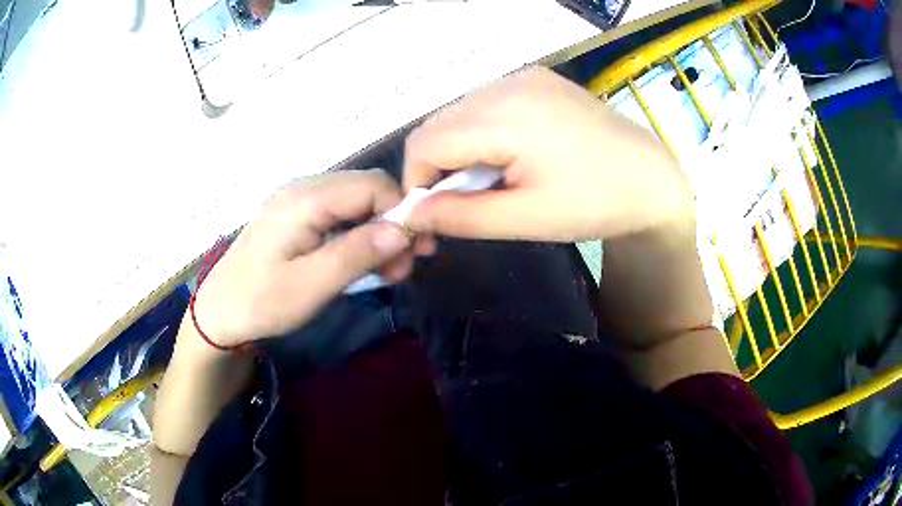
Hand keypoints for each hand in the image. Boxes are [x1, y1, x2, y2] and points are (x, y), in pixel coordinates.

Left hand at [190, 170, 434, 347]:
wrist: (220, 312)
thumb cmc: (262, 301)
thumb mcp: (312, 285)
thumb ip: (358, 253)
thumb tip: (405, 229)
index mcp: (306, 199)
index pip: (373, 185)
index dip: (402, 212)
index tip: (416, 251)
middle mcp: (304, 188)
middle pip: (367, 190)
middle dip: (393, 224)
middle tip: (404, 267)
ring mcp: (298, 200)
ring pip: (356, 202)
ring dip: (378, 232)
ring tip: (388, 270)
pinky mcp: (296, 216)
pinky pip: (339, 214)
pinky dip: (359, 235)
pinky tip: (363, 261)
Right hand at [403, 66, 693, 241]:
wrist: (651, 179)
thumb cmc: (596, 204)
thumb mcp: (526, 219)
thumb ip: (461, 216)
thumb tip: (412, 213)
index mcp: (506, 116)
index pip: (425, 142)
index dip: (417, 181)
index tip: (435, 214)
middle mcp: (509, 84)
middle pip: (439, 124)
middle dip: (437, 165)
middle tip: (465, 201)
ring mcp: (525, 76)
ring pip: (460, 112)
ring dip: (459, 147)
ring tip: (493, 179)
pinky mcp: (537, 79)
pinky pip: (486, 102)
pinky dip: (481, 131)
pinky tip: (509, 153)